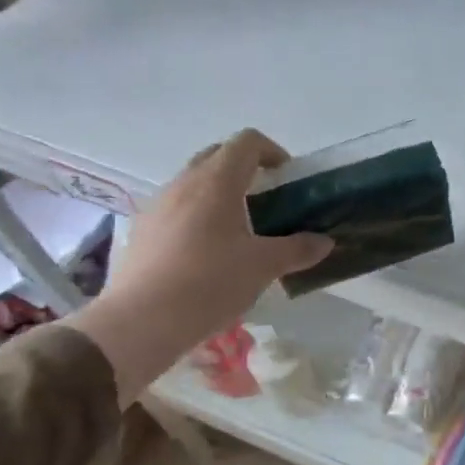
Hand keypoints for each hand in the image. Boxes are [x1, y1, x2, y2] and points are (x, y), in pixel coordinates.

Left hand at [71, 131, 331, 402]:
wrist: (139, 323)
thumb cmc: (209, 283)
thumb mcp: (263, 267)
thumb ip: (298, 249)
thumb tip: (324, 242)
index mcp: (216, 182)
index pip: (246, 142)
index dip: (272, 151)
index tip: (287, 177)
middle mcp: (183, 184)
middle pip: (217, 156)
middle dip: (245, 169)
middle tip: (267, 200)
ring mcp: (157, 207)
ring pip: (193, 183)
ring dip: (219, 194)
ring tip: (239, 231)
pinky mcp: (141, 232)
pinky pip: (175, 210)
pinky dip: (197, 217)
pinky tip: (206, 255)